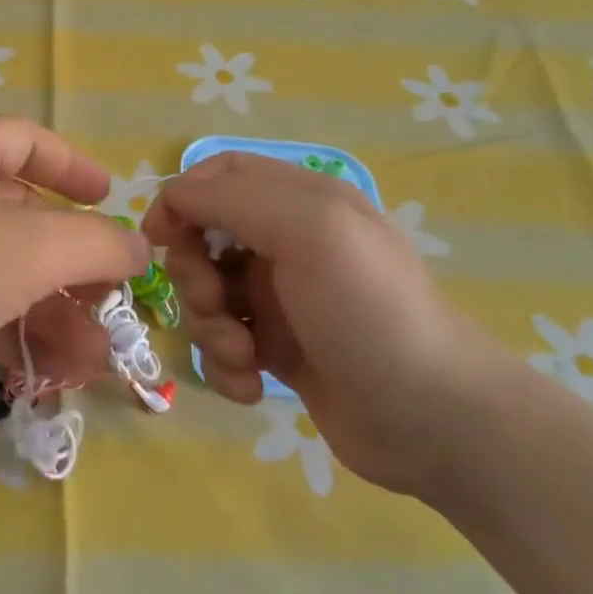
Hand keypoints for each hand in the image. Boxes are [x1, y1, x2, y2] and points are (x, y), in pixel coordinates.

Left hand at [0, 117, 150, 432]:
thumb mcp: (31, 245)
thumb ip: (97, 243)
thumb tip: (137, 248)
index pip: (25, 140)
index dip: (72, 166)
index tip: (111, 198)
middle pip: (20, 219)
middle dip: (72, 265)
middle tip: (112, 304)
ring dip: (50, 314)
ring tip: (94, 361)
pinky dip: (10, 338)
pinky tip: (46, 376)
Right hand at [143, 152, 505, 496]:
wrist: (432, 418)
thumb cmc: (367, 310)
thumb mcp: (307, 229)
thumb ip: (232, 198)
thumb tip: (171, 198)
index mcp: (300, 202)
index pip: (220, 175)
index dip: (182, 198)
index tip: (160, 237)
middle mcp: (287, 244)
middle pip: (203, 239)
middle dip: (194, 275)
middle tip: (217, 304)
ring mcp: (281, 300)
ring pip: (207, 297)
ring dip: (210, 328)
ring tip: (245, 356)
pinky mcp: (278, 351)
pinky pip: (224, 346)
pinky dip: (227, 365)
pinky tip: (253, 385)